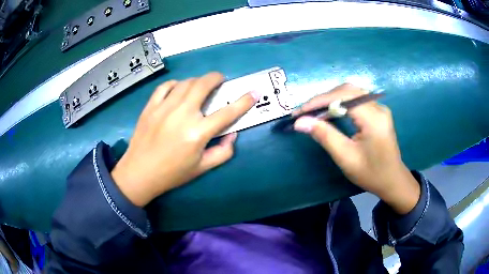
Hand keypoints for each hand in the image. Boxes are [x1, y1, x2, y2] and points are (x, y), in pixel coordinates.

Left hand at [111, 72, 258, 206]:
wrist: (139, 173)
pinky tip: (178, 89)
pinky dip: (175, 84)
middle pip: (203, 85)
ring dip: (197, 81)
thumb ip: (223, 152)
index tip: (253, 92)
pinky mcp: (150, 106)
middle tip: (220, 80)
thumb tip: (233, 134)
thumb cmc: (172, 173)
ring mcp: (164, 108)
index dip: (244, 101)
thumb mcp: (202, 168)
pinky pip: (165, 86)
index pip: (227, 113)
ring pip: (185, 83)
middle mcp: (182, 115)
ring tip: (200, 86)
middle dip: (216, 78)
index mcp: (197, 133)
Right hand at [293, 84, 419, 213]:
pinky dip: (340, 102)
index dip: (319, 101)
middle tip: (305, 112)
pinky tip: (331, 111)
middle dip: (323, 98)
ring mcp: (379, 108)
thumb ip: (325, 136)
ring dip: (331, 98)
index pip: (343, 97)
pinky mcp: (378, 112)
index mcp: (373, 118)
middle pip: (347, 90)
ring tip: (315, 111)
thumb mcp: (346, 158)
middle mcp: (378, 107)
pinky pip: (356, 99)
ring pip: (351, 92)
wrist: (392, 180)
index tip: (299, 112)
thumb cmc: (371, 173)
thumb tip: (301, 122)